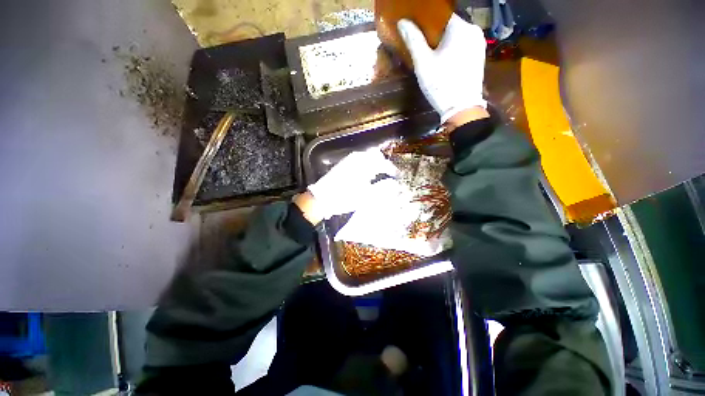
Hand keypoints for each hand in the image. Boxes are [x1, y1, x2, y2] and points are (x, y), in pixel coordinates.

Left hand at [305, 148, 397, 220]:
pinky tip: (365, 172)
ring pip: (366, 156)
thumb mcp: (365, 197)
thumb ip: (381, 188)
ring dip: (375, 162)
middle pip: (375, 155)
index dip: (391, 169)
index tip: (396, 176)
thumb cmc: (344, 198)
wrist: (321, 198)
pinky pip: (359, 159)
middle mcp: (357, 159)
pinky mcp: (343, 164)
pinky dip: (366, 163)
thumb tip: (393, 184)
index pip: (383, 163)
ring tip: (379, 173)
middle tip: (388, 173)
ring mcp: (348, 160)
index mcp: (364, 165)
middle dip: (384, 163)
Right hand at [397, 14, 486, 122]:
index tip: (416, 32)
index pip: (441, 15)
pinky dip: (452, 50)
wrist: (461, 108)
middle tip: (421, 47)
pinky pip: (463, 46)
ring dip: (443, 43)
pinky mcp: (479, 57)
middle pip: (449, 26)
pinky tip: (444, 62)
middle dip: (435, 34)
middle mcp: (473, 31)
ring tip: (431, 55)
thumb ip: (413, 41)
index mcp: (460, 28)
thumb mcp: (423, 63)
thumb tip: (403, 22)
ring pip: (457, 37)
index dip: (426, 23)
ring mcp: (479, 44)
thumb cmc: (441, 84)